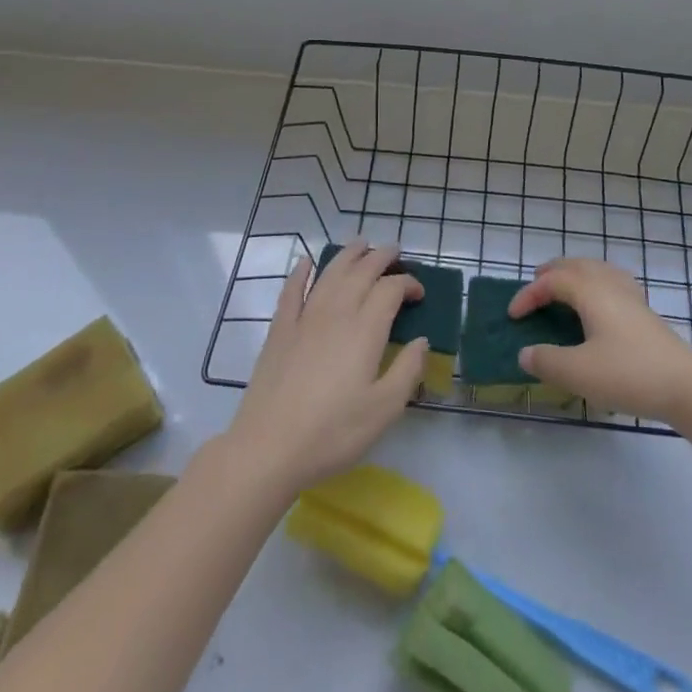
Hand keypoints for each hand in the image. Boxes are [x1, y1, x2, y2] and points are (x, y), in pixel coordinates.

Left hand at [226, 239, 427, 495]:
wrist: (269, 447)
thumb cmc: (333, 432)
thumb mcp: (384, 409)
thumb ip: (408, 370)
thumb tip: (422, 340)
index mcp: (365, 329)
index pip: (391, 289)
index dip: (408, 284)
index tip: (419, 294)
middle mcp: (336, 312)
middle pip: (361, 271)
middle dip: (381, 257)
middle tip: (395, 252)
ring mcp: (304, 318)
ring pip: (330, 273)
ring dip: (348, 254)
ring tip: (362, 244)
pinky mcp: (280, 330)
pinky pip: (292, 290)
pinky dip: (301, 271)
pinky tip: (306, 262)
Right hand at [511, 257, 691, 422]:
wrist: (687, 386)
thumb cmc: (628, 374)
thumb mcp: (578, 372)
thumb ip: (546, 361)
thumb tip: (525, 353)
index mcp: (591, 292)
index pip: (552, 281)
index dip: (528, 294)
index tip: (513, 317)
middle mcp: (610, 285)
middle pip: (576, 265)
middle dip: (552, 273)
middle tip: (535, 286)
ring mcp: (632, 297)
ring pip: (598, 270)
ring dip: (575, 275)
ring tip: (564, 289)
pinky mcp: (646, 313)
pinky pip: (613, 283)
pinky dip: (596, 284)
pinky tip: (599, 304)